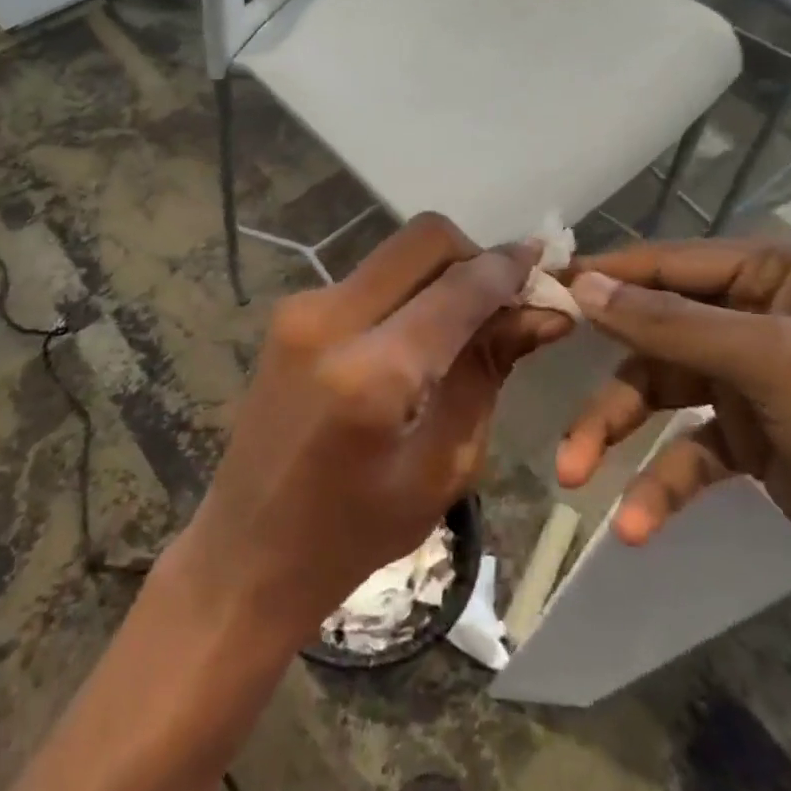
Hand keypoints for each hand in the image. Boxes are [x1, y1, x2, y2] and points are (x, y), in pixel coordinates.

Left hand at [181, 215, 573, 644]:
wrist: (246, 552)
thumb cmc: (352, 534)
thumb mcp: (442, 466)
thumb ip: (488, 374)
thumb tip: (543, 314)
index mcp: (371, 373)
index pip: (458, 287)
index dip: (509, 269)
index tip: (545, 266)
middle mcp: (329, 319)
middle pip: (423, 239)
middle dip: (474, 257)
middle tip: (502, 301)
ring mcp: (301, 308)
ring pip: (395, 253)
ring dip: (440, 273)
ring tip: (465, 323)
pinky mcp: (290, 312)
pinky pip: (368, 277)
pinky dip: (407, 290)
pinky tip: (419, 335)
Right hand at [558, 237, 790, 641]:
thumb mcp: (779, 362)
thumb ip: (673, 322)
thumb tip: (582, 283)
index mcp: (775, 272)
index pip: (664, 264)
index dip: (599, 279)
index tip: (534, 294)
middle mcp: (759, 316)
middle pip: (651, 335)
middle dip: (603, 380)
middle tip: (546, 393)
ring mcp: (754, 383)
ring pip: (657, 395)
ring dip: (615, 435)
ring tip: (575, 475)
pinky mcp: (754, 445)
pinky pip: (685, 453)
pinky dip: (658, 484)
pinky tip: (637, 524)